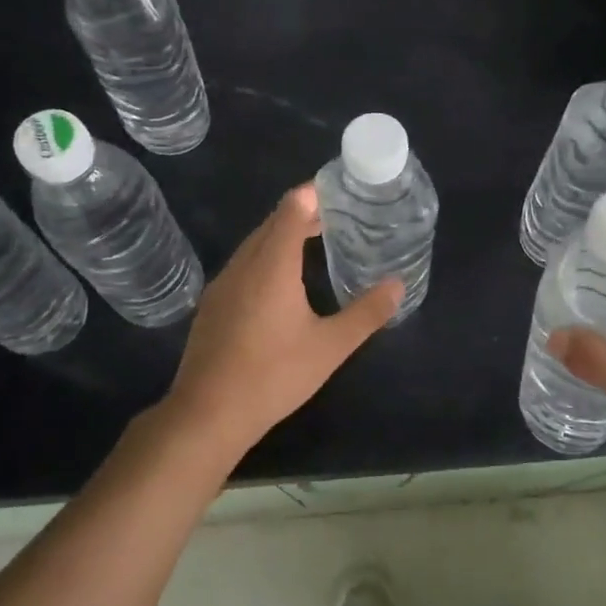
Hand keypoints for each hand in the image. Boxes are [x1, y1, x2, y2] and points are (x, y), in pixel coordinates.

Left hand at [165, 185, 400, 463]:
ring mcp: (223, 284)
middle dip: (304, 212)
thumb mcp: (330, 347)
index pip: (292, 207)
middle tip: (339, 216)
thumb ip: (367, 313)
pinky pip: (244, 264)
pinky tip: (282, 281)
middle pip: (273, 222)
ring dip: (283, 235)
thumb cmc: (273, 375)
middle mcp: (244, 264)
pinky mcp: (213, 304)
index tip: (342, 190)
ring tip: (315, 242)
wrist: (207, 414)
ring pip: (255, 244)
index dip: (316, 192)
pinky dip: (267, 256)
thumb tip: (398, 284)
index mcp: (272, 264)